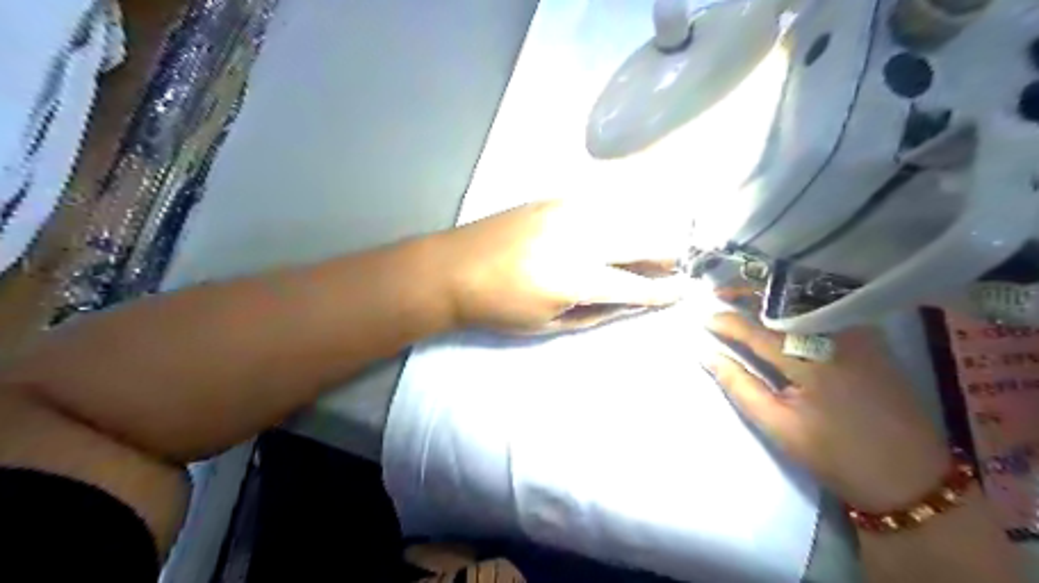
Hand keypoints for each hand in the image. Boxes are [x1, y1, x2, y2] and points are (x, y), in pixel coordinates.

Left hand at [435, 199, 687, 331]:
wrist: (452, 268)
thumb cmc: (498, 308)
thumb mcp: (548, 325)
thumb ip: (597, 313)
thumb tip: (632, 303)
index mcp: (576, 278)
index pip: (636, 285)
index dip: (665, 291)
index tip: (686, 290)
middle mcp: (579, 238)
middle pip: (643, 240)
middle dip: (666, 255)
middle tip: (671, 266)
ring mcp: (566, 211)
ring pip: (626, 216)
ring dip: (644, 233)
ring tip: (646, 249)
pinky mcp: (553, 198)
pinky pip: (600, 204)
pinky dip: (617, 217)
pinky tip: (615, 229)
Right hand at [707, 309, 946, 508]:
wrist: (911, 477)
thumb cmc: (836, 456)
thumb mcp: (778, 426)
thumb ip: (740, 386)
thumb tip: (708, 356)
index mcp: (811, 363)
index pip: (759, 331)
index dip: (728, 323)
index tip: (704, 319)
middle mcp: (838, 338)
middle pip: (785, 305)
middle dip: (749, 294)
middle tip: (721, 291)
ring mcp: (860, 335)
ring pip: (808, 301)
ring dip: (774, 295)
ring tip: (746, 294)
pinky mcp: (873, 339)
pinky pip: (830, 309)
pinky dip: (801, 303)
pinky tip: (784, 306)